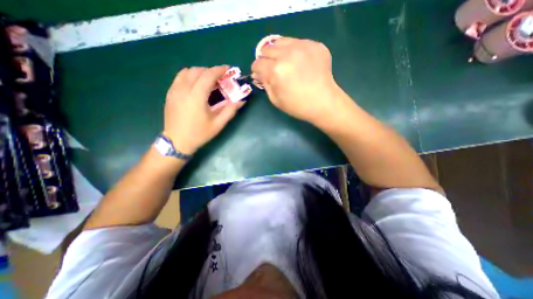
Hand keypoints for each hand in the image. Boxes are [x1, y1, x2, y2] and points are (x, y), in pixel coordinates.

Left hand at [164, 67, 243, 155]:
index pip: (207, 75)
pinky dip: (189, 76)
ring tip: (208, 81)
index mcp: (196, 97)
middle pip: (197, 71)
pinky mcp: (170, 94)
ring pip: (186, 72)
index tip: (227, 69)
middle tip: (220, 78)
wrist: (176, 142)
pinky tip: (196, 85)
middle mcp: (183, 90)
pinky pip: (179, 78)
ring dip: (199, 72)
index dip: (218, 70)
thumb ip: (230, 111)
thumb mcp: (218, 124)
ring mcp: (174, 91)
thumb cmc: (199, 134)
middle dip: (210, 71)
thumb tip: (241, 101)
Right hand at [251, 37, 345, 125]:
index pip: (258, 63)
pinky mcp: (315, 45)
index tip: (260, 74)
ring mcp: (303, 46)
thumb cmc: (298, 106)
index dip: (256, 70)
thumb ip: (265, 83)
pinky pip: (297, 42)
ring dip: (278, 52)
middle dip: (266, 60)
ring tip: (284, 63)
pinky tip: (298, 62)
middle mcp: (288, 54)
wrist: (323, 102)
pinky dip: (293, 51)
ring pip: (280, 41)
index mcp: (276, 71)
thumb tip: (258, 73)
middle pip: (267, 49)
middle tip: (272, 69)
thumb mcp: (275, 100)